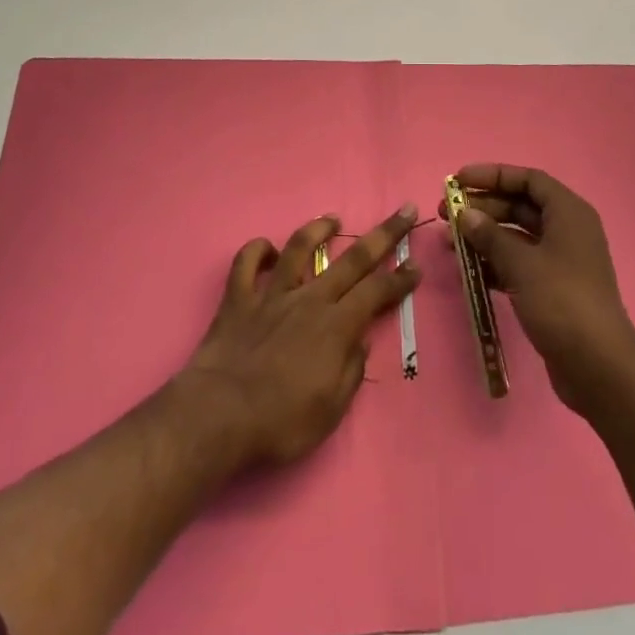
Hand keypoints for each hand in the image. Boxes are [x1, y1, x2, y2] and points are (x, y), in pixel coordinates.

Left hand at [176, 205, 421, 469]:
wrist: (218, 417)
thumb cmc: (280, 423)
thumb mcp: (330, 411)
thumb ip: (350, 371)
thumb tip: (359, 342)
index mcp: (336, 325)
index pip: (377, 292)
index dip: (400, 278)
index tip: (416, 266)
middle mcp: (309, 299)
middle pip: (353, 258)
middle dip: (384, 234)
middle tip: (404, 211)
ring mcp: (272, 294)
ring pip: (299, 247)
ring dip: (319, 229)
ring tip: (332, 220)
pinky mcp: (238, 298)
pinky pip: (246, 263)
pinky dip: (256, 250)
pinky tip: (266, 249)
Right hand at [441, 165, 634, 416]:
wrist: (599, 368)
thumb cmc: (562, 302)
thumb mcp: (522, 264)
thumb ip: (490, 236)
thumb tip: (465, 215)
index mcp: (568, 212)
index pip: (528, 180)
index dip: (492, 175)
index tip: (458, 180)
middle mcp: (567, 230)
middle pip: (520, 205)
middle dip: (483, 207)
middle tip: (446, 214)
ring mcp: (561, 261)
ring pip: (516, 236)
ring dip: (484, 237)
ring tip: (449, 243)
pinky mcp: (553, 289)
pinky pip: (519, 264)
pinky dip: (494, 263)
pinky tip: (468, 271)